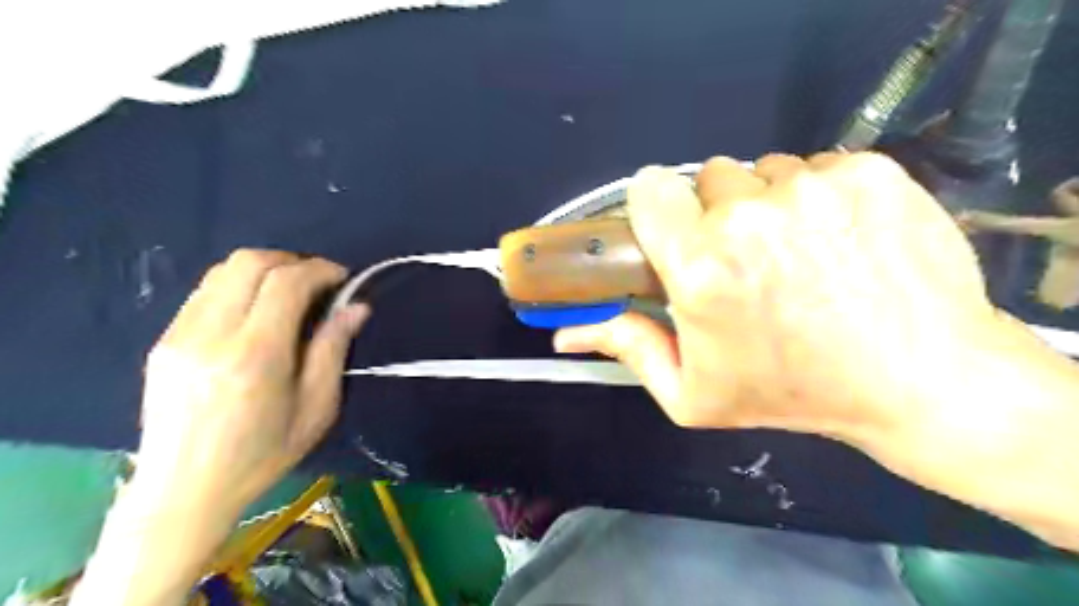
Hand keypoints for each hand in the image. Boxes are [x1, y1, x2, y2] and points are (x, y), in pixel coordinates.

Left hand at [127, 251, 365, 525]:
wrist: (184, 491)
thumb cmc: (263, 454)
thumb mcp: (317, 407)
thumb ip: (333, 349)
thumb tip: (356, 307)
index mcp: (256, 355)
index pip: (286, 282)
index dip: (320, 270)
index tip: (342, 278)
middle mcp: (212, 335)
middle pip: (249, 262)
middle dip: (291, 261)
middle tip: (318, 282)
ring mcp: (180, 335)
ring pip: (223, 271)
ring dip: (264, 270)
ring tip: (290, 293)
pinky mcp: (164, 341)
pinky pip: (205, 292)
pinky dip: (239, 287)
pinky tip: (256, 313)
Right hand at [557, 150, 1003, 444]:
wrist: (921, 380)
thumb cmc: (793, 393)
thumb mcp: (694, 393)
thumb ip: (627, 349)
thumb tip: (563, 334)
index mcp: (699, 266)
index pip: (649, 188)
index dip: (659, 208)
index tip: (677, 232)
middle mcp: (749, 216)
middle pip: (709, 178)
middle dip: (718, 213)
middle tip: (748, 261)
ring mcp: (813, 187)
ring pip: (765, 171)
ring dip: (770, 204)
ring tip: (800, 254)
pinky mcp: (869, 172)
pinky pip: (819, 166)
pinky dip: (821, 196)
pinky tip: (843, 240)